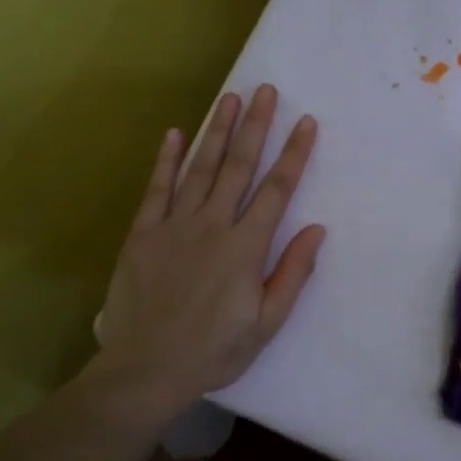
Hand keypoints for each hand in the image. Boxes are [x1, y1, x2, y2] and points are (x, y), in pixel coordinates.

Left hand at [88, 83, 325, 424]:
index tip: (306, 123)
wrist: (146, 369)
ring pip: (199, 169)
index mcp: (245, 247)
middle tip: (265, 90)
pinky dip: (166, 160)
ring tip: (229, 99)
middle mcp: (212, 226)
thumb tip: (317, 230)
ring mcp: (174, 226)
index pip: (276, 190)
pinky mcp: (143, 234)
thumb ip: (292, 273)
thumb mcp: (267, 323)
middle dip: (255, 126)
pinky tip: (174, 133)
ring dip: (216, 131)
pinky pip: (157, 189)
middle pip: (238, 167)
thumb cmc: (215, 350)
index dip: (294, 154)